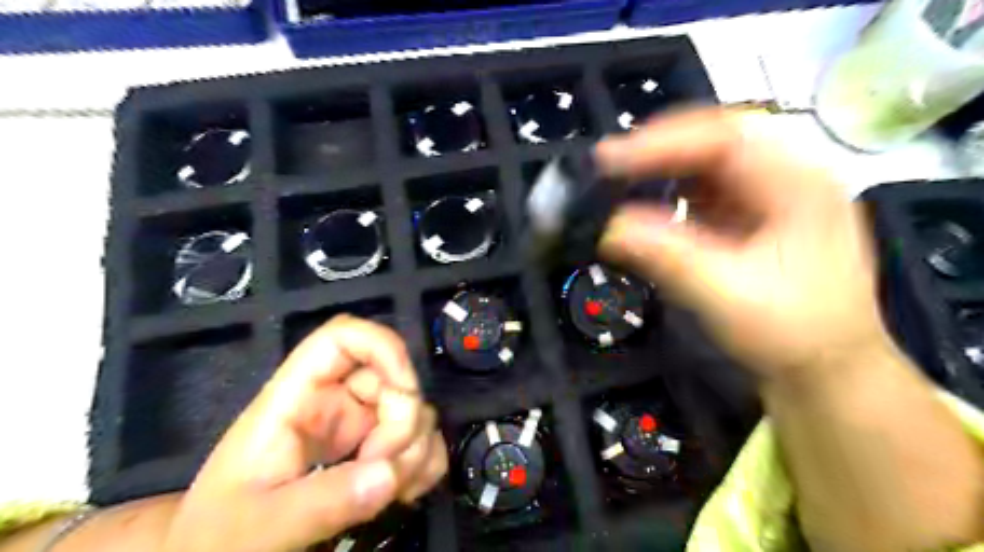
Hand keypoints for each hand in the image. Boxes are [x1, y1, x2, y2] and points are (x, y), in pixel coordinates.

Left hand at [162, 315, 448, 551]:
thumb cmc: (219, 536)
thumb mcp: (258, 526)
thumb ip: (319, 502)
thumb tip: (388, 473)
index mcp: (294, 399)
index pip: (342, 338)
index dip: (382, 347)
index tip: (404, 392)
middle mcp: (332, 403)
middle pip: (390, 379)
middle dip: (403, 423)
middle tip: (385, 473)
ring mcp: (358, 427)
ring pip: (413, 410)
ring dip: (416, 449)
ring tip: (391, 492)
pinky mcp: (375, 452)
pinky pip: (420, 441)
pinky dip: (425, 462)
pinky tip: (406, 491)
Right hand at [595, 109, 887, 381]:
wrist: (828, 368)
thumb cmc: (790, 333)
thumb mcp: (725, 294)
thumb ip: (666, 255)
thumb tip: (609, 227)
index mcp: (799, 185)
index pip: (724, 138)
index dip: (662, 142)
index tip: (610, 159)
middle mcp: (792, 176)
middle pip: (720, 137)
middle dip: (662, 147)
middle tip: (613, 163)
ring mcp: (778, 194)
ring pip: (715, 159)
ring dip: (668, 164)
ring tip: (626, 176)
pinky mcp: (761, 214)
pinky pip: (713, 186)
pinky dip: (678, 188)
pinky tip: (656, 199)